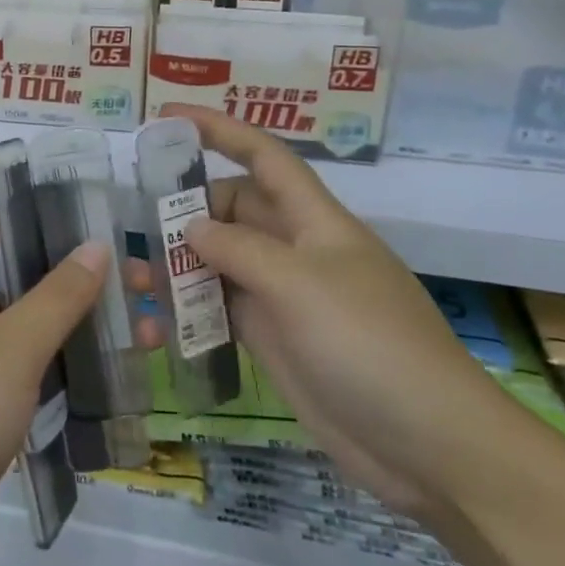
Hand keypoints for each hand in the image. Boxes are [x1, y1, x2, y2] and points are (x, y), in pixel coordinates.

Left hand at [0, 219, 115, 565]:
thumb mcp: (13, 345)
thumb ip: (58, 295)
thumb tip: (97, 245)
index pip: (2, 229)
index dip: (47, 217)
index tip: (100, 218)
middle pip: (31, 281)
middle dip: (85, 279)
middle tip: (145, 282)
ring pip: (40, 331)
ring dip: (86, 327)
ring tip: (149, 331)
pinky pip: (38, 375)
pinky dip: (72, 370)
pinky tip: (117, 375)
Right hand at [160, 103, 532, 522]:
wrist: (430, 449)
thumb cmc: (370, 345)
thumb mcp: (300, 286)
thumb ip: (239, 249)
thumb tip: (192, 228)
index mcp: (313, 220)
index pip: (263, 156)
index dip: (218, 129)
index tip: (167, 116)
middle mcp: (295, 249)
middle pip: (231, 210)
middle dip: (184, 212)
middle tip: (134, 227)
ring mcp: (283, 296)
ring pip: (221, 262)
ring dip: (179, 268)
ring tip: (135, 283)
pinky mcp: (274, 339)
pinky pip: (222, 310)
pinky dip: (190, 312)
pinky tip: (158, 327)